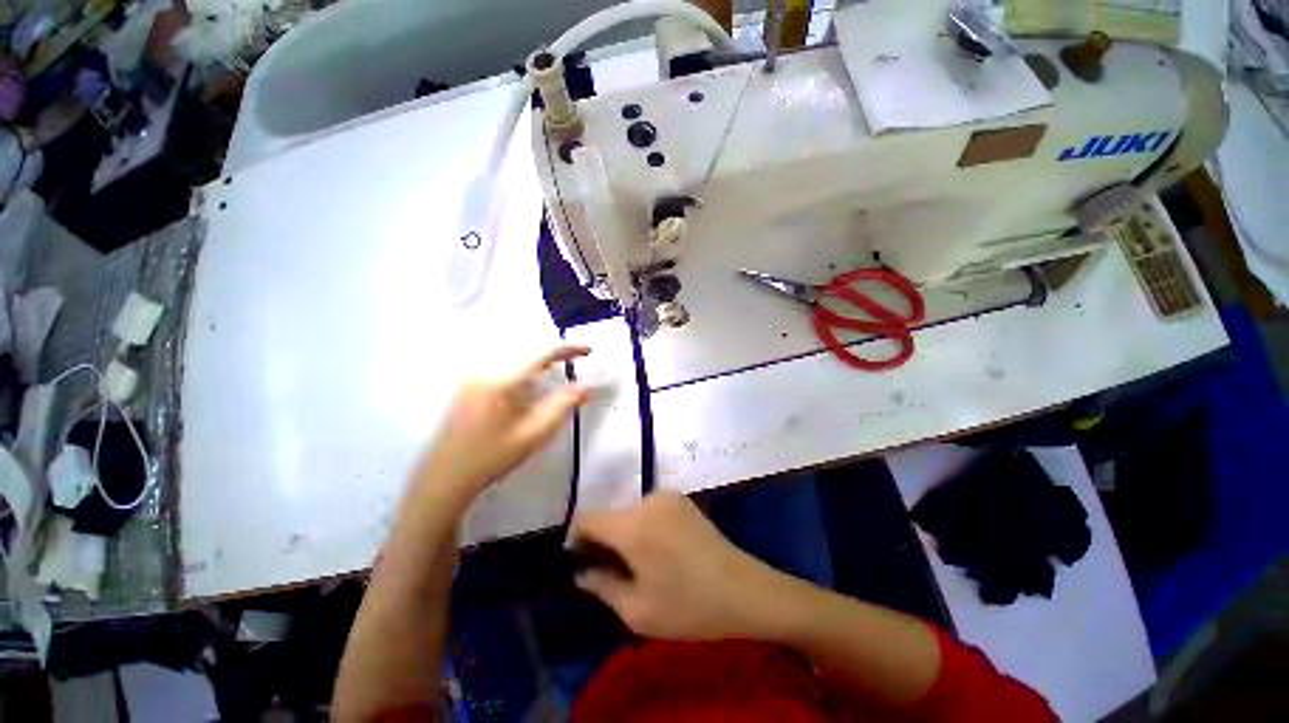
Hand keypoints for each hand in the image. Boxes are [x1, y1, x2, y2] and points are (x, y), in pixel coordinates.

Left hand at [414, 344, 591, 496]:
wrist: (447, 475)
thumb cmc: (494, 455)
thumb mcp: (536, 432)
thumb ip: (564, 404)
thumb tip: (588, 385)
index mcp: (504, 379)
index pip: (543, 352)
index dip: (569, 348)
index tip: (589, 351)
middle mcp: (487, 368)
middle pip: (528, 347)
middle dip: (555, 350)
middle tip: (576, 358)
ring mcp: (473, 374)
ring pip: (515, 354)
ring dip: (539, 357)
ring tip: (558, 366)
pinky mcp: (468, 382)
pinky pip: (502, 363)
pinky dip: (523, 365)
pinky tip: (530, 378)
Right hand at [570, 492, 785, 641]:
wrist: (745, 590)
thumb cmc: (689, 606)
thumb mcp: (638, 610)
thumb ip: (602, 586)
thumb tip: (581, 572)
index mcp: (632, 525)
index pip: (588, 518)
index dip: (577, 538)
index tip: (578, 561)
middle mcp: (647, 501)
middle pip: (611, 515)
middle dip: (603, 540)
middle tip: (610, 572)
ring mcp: (667, 497)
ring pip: (630, 513)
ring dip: (625, 534)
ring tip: (638, 565)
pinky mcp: (682, 500)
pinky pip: (649, 510)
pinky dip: (643, 527)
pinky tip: (659, 552)